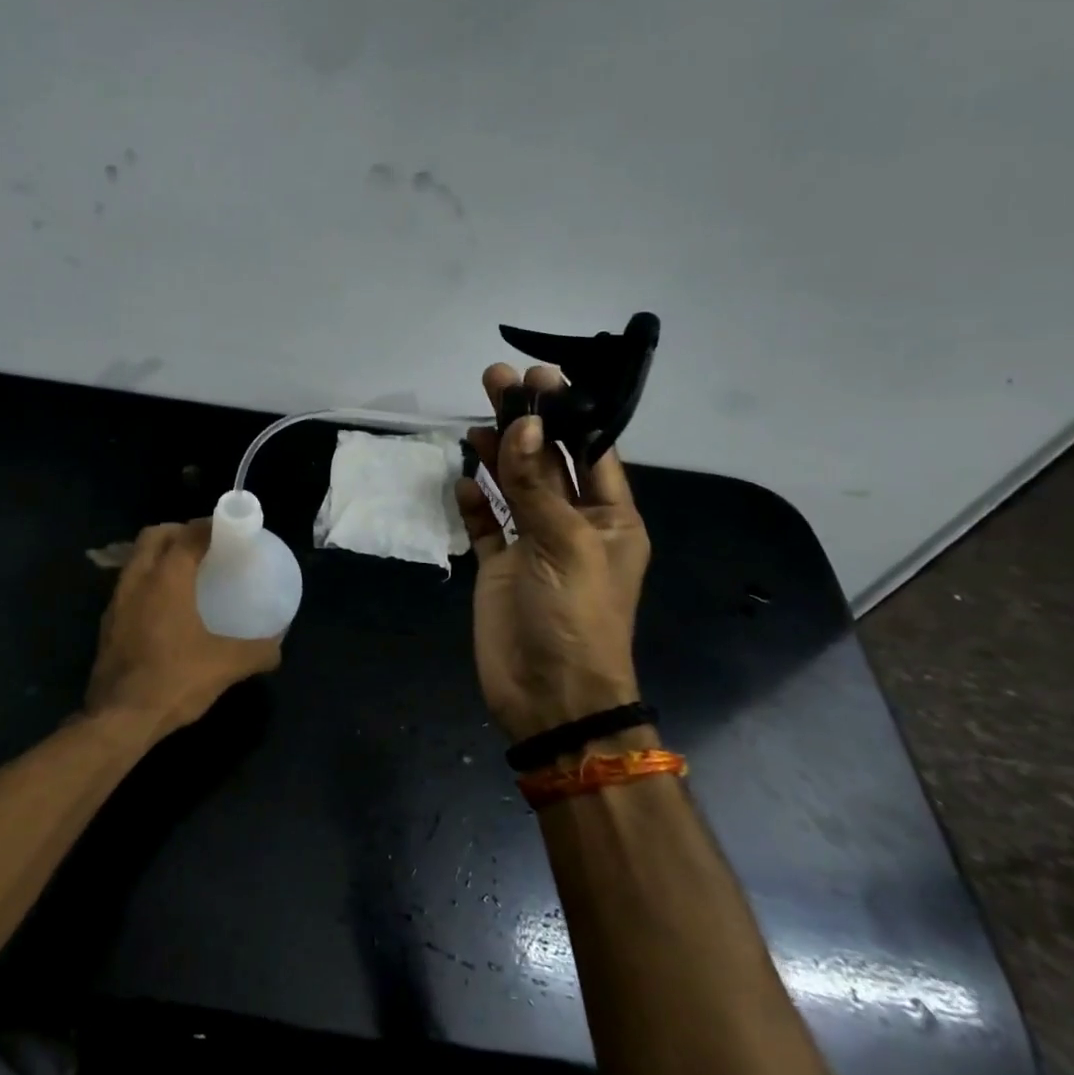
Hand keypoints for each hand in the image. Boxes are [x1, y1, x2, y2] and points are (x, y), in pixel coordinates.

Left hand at [87, 519, 282, 738]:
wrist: (118, 719)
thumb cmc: (174, 680)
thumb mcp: (225, 666)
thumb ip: (257, 652)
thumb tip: (278, 648)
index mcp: (166, 578)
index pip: (188, 534)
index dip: (209, 525)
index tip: (230, 529)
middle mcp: (137, 580)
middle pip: (154, 536)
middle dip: (178, 531)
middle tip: (205, 545)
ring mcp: (117, 602)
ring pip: (137, 560)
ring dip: (159, 555)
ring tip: (187, 572)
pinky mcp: (108, 624)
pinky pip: (129, 586)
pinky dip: (148, 581)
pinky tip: (166, 608)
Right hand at [453, 363, 650, 742]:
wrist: (550, 697)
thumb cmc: (573, 616)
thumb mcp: (563, 544)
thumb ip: (536, 483)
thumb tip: (521, 424)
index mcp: (609, 518)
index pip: (589, 451)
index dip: (566, 413)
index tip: (540, 377)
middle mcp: (573, 525)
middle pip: (546, 461)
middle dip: (525, 422)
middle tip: (495, 379)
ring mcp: (533, 546)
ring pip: (514, 488)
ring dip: (496, 455)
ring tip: (474, 420)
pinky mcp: (499, 567)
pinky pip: (487, 524)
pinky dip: (476, 502)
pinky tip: (464, 481)